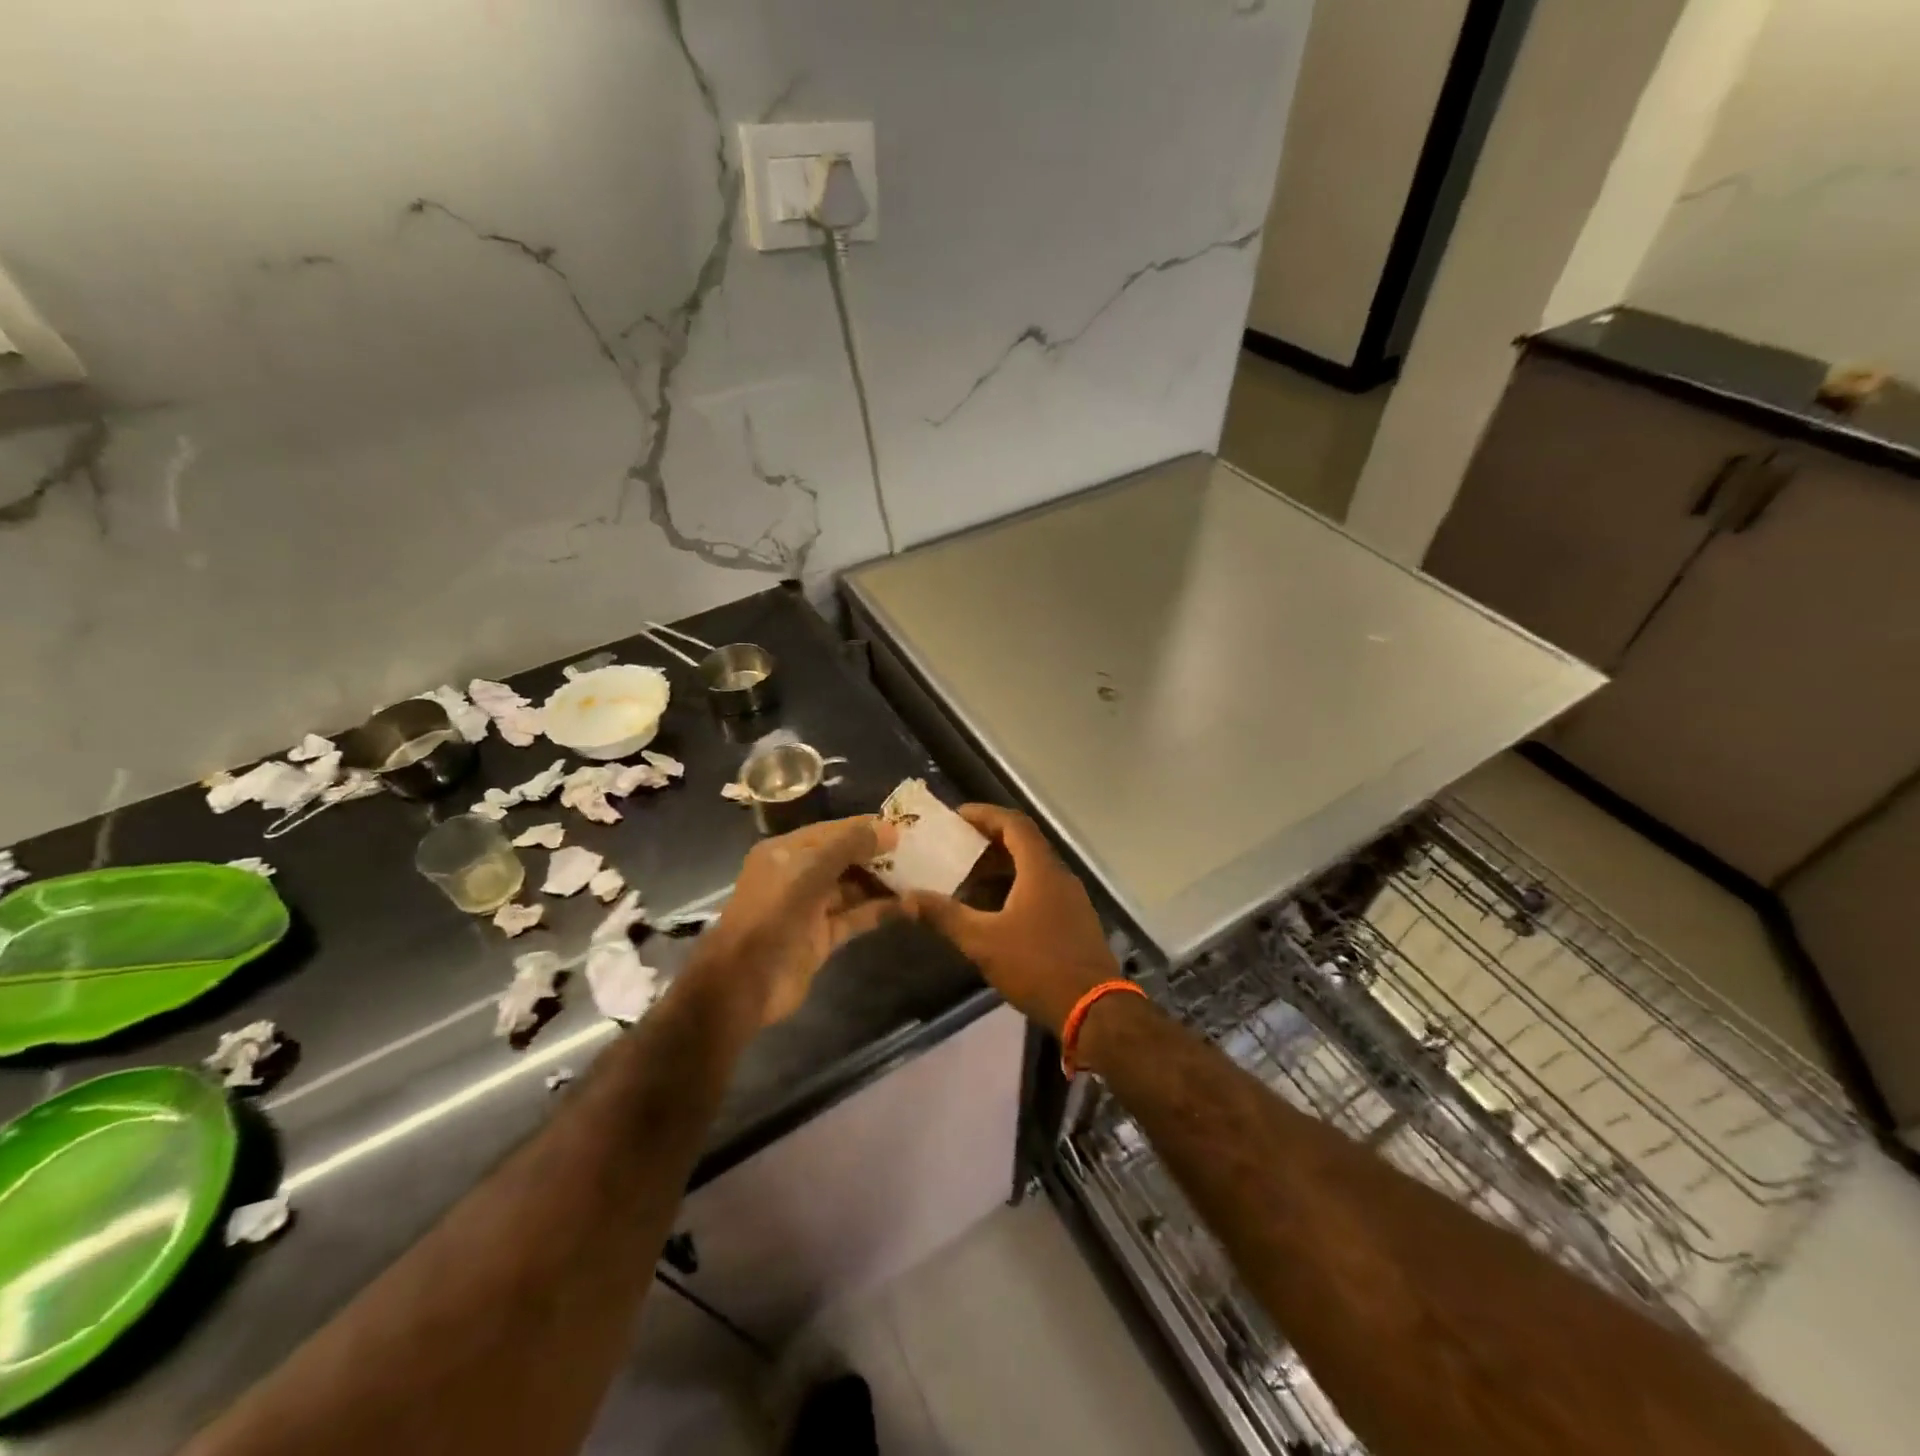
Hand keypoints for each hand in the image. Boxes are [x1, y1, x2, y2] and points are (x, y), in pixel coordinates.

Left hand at [699, 815, 899, 1024]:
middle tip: (919, 851)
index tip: (904, 827)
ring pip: (852, 888)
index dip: (866, 827)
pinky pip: (855, 917)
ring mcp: (810, 908)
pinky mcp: (822, 937)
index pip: (833, 830)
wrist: (745, 982)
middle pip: (844, 858)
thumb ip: (849, 846)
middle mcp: (797, 876)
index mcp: (786, 852)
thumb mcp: (810, 870)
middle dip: (877, 855)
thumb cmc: (774, 914)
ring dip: (882, 883)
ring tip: (920, 876)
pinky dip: (879, 910)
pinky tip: (909, 905)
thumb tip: (890, 830)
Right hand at [902, 804, 1119, 1035]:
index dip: (985, 814)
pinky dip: (1016, 887)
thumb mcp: (983, 941)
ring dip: (1002, 866)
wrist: (1094, 1009)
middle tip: (955, 847)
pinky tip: (994, 910)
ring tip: (968, 877)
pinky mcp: (1075, 920)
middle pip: (1024, 844)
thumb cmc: (1037, 966)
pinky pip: (1042, 888)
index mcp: (1041, 870)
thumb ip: (945, 916)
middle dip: (989, 841)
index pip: (1014, 824)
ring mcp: (1071, 899)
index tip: (956, 816)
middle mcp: (1060, 876)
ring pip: (1033, 868)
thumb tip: (906, 899)